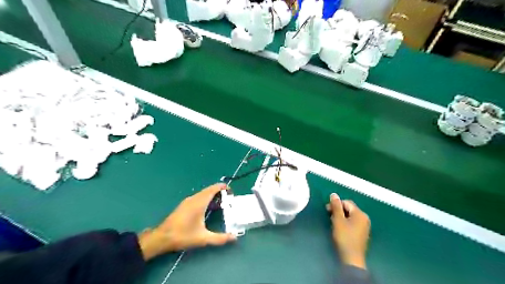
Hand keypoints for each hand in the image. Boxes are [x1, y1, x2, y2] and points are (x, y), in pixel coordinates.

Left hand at [137, 183, 236, 260]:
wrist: (161, 238)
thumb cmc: (183, 236)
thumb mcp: (203, 238)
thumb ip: (219, 238)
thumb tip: (234, 238)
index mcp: (199, 203)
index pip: (213, 189)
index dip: (222, 188)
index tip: (231, 192)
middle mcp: (194, 199)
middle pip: (209, 190)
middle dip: (219, 192)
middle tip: (229, 199)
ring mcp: (188, 201)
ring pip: (203, 193)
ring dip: (213, 195)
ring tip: (221, 203)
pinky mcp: (184, 205)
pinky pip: (198, 197)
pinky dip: (206, 198)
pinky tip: (208, 207)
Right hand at [328, 193, 369, 267]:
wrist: (352, 258)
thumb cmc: (344, 237)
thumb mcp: (338, 220)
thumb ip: (336, 206)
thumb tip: (334, 194)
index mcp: (360, 214)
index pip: (346, 202)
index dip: (336, 204)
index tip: (327, 210)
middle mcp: (364, 218)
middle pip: (349, 209)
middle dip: (338, 211)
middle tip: (329, 216)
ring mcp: (364, 226)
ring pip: (350, 216)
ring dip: (341, 217)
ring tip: (333, 223)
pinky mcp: (362, 233)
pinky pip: (352, 223)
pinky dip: (345, 223)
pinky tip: (339, 229)